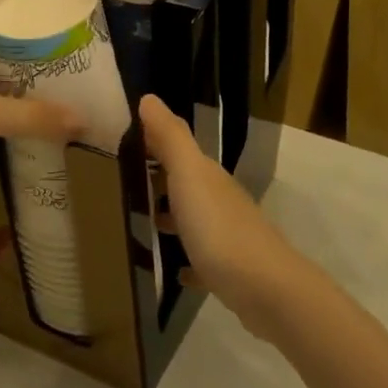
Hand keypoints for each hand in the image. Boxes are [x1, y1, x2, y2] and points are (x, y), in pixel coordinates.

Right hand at [140, 95, 308, 339]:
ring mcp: (227, 236)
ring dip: (171, 216)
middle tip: (121, 181)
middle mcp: (219, 199)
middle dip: (158, 178)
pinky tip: (173, 270)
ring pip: (193, 218)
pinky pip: (202, 260)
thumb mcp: (189, 174)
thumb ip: (170, 137)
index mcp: (207, 175)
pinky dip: (187, 260)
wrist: (266, 289)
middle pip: (186, 182)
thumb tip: (148, 98)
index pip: (178, 147)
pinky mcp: (229, 271)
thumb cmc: (219, 227)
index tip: (121, 139)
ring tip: (139, 221)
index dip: (153, 140)